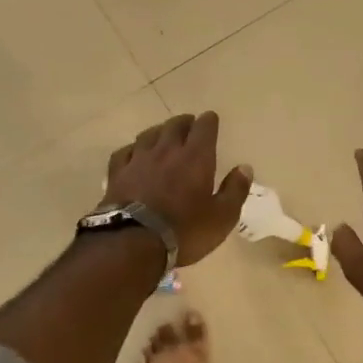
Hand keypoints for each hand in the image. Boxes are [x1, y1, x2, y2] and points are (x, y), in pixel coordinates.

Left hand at [102, 112, 252, 266]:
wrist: (133, 242)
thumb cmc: (185, 230)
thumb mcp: (222, 216)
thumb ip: (235, 190)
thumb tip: (245, 168)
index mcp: (196, 157)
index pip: (204, 127)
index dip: (209, 121)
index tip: (211, 120)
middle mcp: (167, 150)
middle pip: (175, 125)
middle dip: (185, 123)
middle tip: (189, 126)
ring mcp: (139, 159)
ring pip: (149, 134)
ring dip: (159, 132)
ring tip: (163, 136)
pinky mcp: (117, 173)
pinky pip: (125, 151)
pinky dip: (133, 149)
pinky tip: (134, 154)